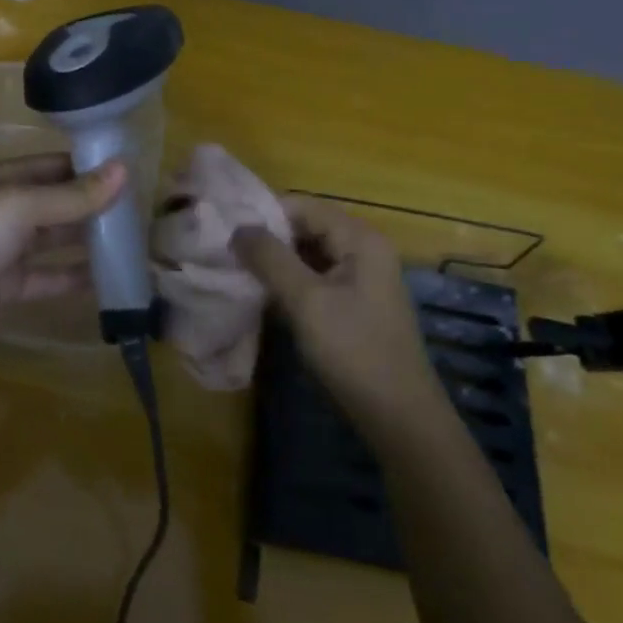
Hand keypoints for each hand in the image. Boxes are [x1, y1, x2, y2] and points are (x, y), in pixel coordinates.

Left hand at [0, 153, 126, 353]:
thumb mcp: (20, 208)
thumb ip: (72, 195)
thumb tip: (124, 170)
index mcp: (2, 180)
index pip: (53, 166)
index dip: (89, 168)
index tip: (133, 174)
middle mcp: (4, 210)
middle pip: (57, 203)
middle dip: (94, 206)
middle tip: (143, 212)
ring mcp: (5, 251)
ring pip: (56, 241)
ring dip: (89, 241)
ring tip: (135, 243)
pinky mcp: (7, 288)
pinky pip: (49, 278)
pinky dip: (76, 279)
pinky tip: (111, 281)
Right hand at [232, 195, 432, 410]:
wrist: (398, 416)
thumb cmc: (353, 350)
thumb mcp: (306, 300)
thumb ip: (270, 259)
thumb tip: (238, 228)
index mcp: (360, 239)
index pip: (302, 206)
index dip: (263, 214)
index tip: (224, 230)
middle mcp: (363, 249)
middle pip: (306, 227)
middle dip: (267, 238)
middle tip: (225, 252)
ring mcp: (360, 278)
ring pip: (307, 255)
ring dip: (275, 262)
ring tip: (236, 271)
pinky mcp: (353, 304)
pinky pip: (314, 278)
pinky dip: (288, 282)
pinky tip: (262, 295)